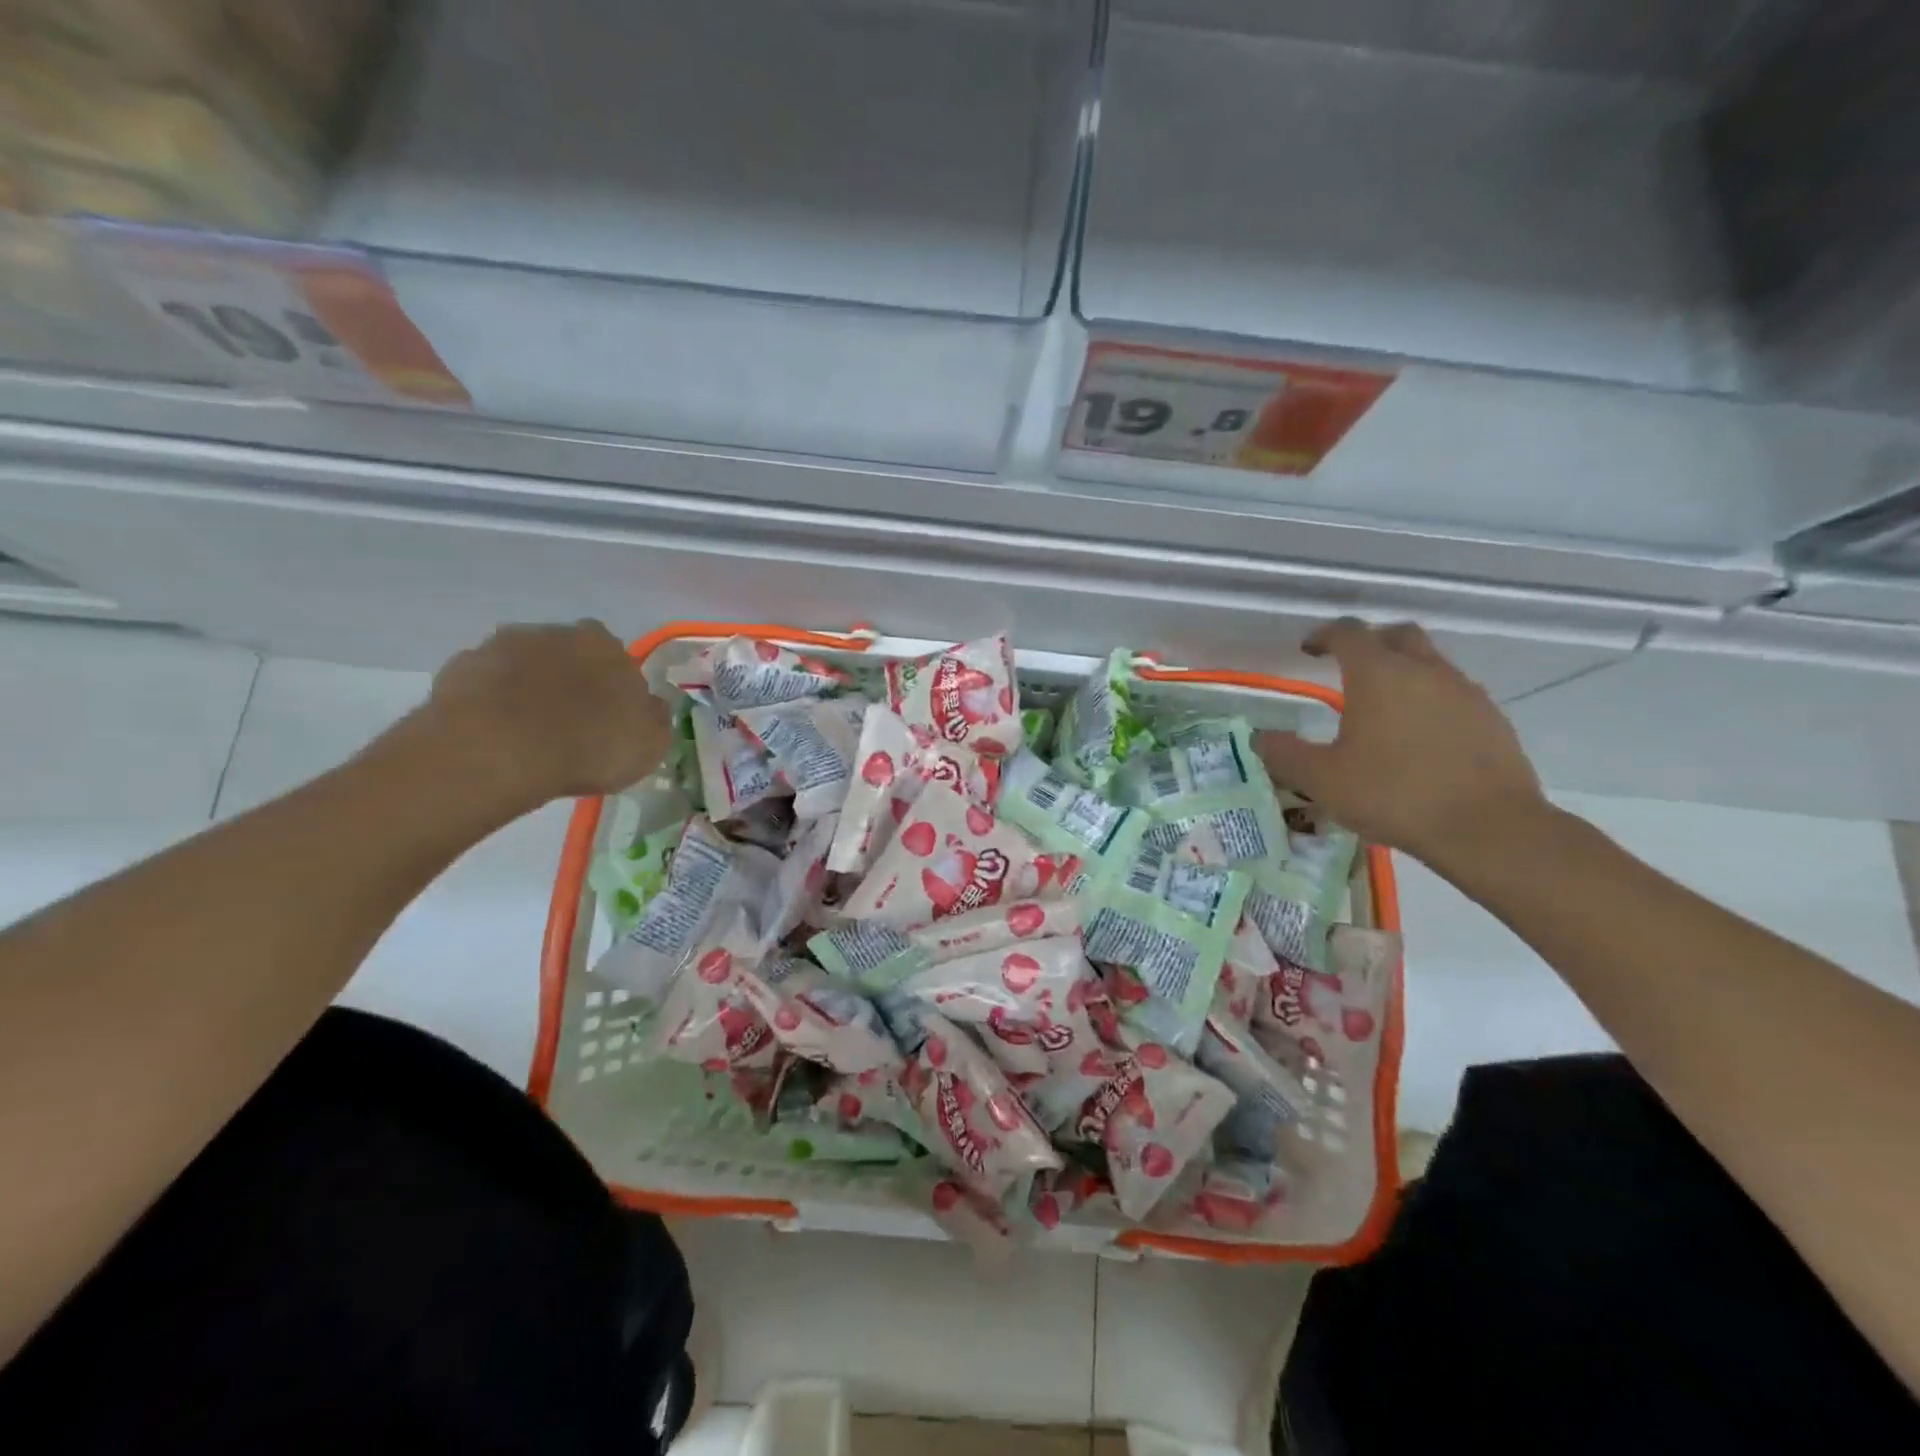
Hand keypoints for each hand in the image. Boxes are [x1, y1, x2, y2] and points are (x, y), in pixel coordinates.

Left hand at [419, 621, 671, 810]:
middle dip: (570, 682)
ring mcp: (504, 646)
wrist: (500, 750)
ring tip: (528, 733)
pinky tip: (496, 734)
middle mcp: (557, 633)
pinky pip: (487, 684)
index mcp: (606, 645)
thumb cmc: (589, 745)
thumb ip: (655, 719)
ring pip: (526, 665)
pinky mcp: (463, 667)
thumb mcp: (649, 744)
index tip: (609, 717)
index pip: (616, 658)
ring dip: (529, 689)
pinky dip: (493, 702)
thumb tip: (651, 705)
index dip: (613, 687)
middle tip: (569, 724)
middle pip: (568, 655)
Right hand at [1257, 618, 1548, 870]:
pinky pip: (1453, 694)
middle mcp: (1424, 670)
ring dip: (1403, 672)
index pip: (1348, 632)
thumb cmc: (1393, 794)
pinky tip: (1419, 737)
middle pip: (1396, 635)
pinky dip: (1430, 700)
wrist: (1488, 828)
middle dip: (1369, 642)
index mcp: (1378, 674)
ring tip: (1383, 707)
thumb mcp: (1322, 780)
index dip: (1324, 635)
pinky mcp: (1491, 719)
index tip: (1309, 649)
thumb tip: (1260, 738)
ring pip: (1429, 663)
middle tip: (1348, 666)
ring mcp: (1464, 692)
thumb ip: (1285, 754)